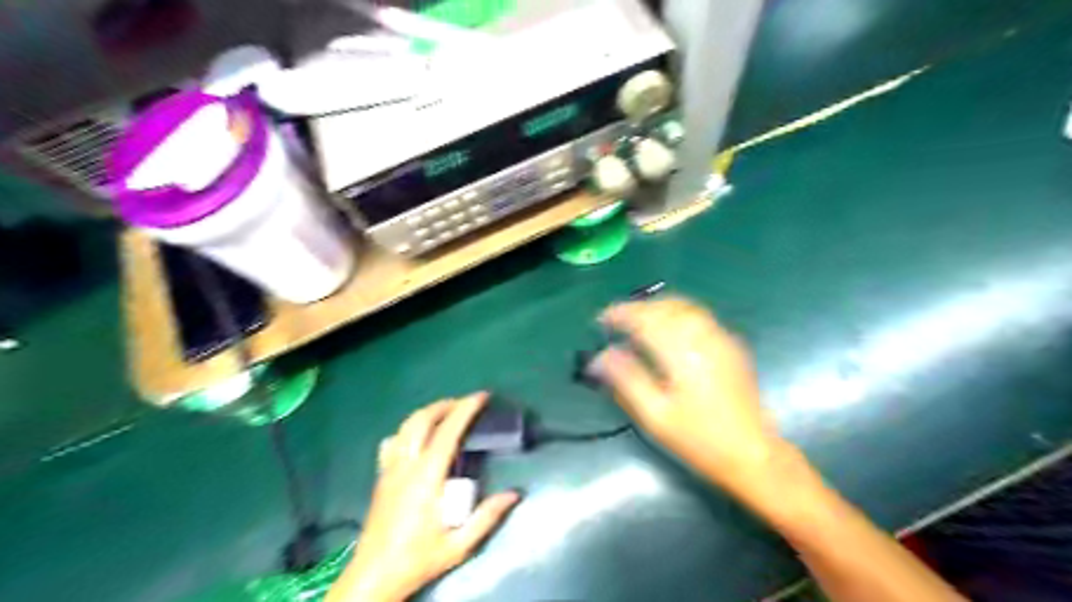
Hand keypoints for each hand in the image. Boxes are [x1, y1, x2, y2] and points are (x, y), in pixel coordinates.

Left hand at [332, 396, 522, 601]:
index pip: (448, 431)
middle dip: (446, 405)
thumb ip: (487, 517)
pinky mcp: (381, 476)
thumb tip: (514, 494)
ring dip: (427, 413)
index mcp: (427, 478)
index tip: (482, 396)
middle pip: (422, 420)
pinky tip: (418, 437)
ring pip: (405, 426)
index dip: (465, 409)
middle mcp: (406, 465)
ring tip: (446, 413)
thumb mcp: (458, 545)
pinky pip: (394, 441)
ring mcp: (390, 469)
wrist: (373, 577)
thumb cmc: (417, 559)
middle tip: (466, 404)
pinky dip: (409, 429)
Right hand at [591, 293, 783, 492]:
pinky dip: (676, 314)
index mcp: (682, 352)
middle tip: (616, 321)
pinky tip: (668, 329)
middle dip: (637, 308)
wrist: (753, 454)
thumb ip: (627, 379)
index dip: (620, 314)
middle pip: (665, 307)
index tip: (601, 319)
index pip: (645, 319)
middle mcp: (703, 336)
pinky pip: (699, 316)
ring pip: (684, 307)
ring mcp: (721, 338)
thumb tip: (600, 356)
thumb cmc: (699, 439)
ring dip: (657, 308)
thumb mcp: (655, 415)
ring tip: (638, 321)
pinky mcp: (731, 345)